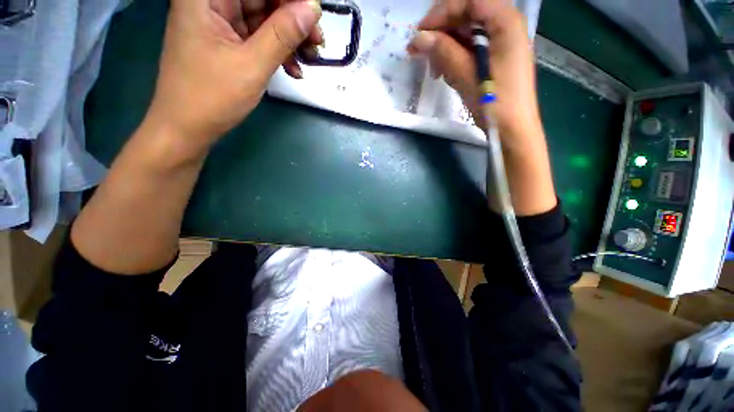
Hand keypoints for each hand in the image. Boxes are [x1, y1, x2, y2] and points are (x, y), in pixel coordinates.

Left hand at [144, 0, 321, 160]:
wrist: (187, 128)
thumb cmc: (212, 97)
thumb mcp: (252, 65)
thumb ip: (282, 34)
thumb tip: (312, 7)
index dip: (290, 0)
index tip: (314, 17)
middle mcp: (212, 2)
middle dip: (293, 19)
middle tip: (317, 43)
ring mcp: (219, 23)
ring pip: (264, 18)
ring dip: (290, 39)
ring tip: (309, 60)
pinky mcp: (227, 42)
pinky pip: (259, 38)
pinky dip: (278, 52)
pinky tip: (293, 70)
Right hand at [407, 0, 541, 150]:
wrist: (512, 129)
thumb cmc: (494, 103)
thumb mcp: (466, 76)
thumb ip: (444, 52)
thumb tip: (419, 38)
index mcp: (505, 21)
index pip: (469, 1)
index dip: (441, 13)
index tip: (420, 34)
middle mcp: (506, 24)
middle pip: (467, 13)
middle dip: (441, 31)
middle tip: (421, 52)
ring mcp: (502, 40)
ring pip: (467, 31)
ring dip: (446, 46)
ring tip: (434, 69)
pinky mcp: (496, 56)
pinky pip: (471, 46)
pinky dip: (455, 56)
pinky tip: (445, 71)